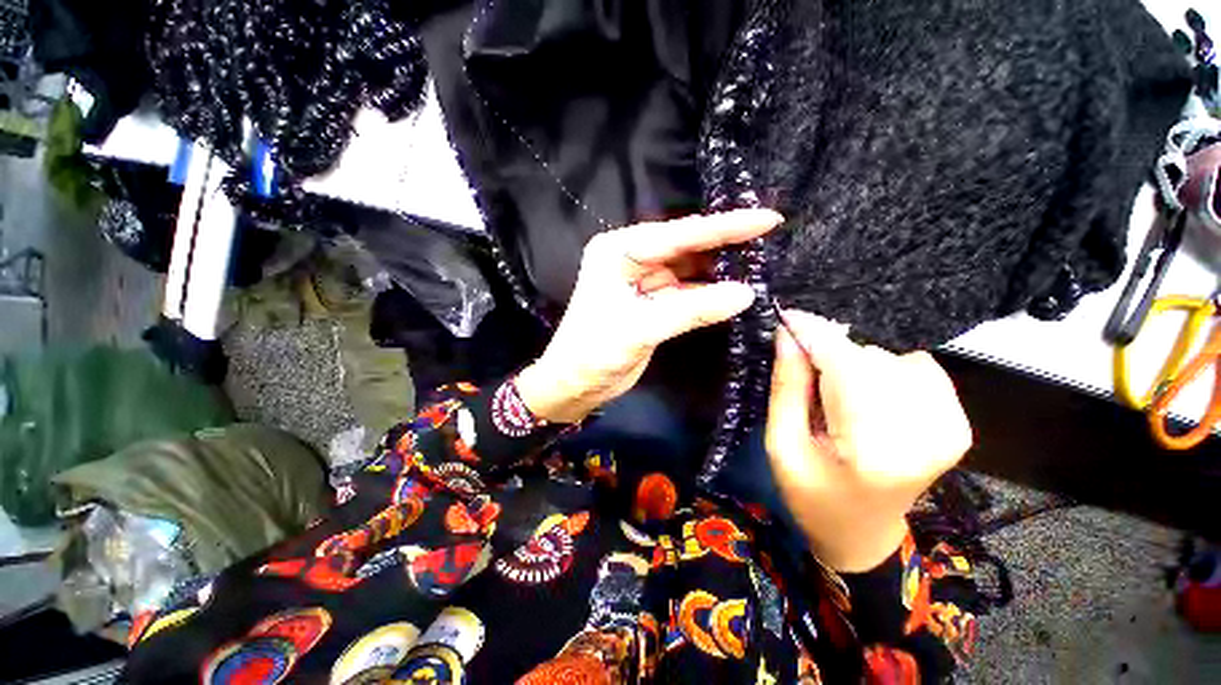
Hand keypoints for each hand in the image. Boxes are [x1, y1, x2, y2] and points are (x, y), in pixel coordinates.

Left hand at [517, 209, 783, 422]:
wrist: (575, 384)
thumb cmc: (594, 353)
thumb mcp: (641, 328)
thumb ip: (693, 309)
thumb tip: (746, 293)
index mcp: (619, 251)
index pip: (678, 235)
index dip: (724, 227)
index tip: (767, 219)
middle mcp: (631, 258)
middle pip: (686, 247)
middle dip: (725, 244)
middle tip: (771, 237)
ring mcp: (643, 280)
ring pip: (689, 269)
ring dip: (720, 269)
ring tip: (762, 262)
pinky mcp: (652, 302)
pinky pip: (687, 291)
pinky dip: (710, 293)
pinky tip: (736, 290)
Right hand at [765, 310, 972, 571]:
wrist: (861, 534)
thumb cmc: (812, 496)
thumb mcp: (781, 444)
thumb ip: (786, 387)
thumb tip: (788, 334)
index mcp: (874, 449)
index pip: (847, 367)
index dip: (815, 335)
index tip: (787, 316)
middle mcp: (926, 434)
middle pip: (869, 358)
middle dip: (829, 356)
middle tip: (806, 377)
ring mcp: (950, 427)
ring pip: (889, 358)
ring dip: (854, 366)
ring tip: (835, 397)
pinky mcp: (957, 422)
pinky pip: (916, 367)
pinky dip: (884, 370)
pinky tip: (868, 395)